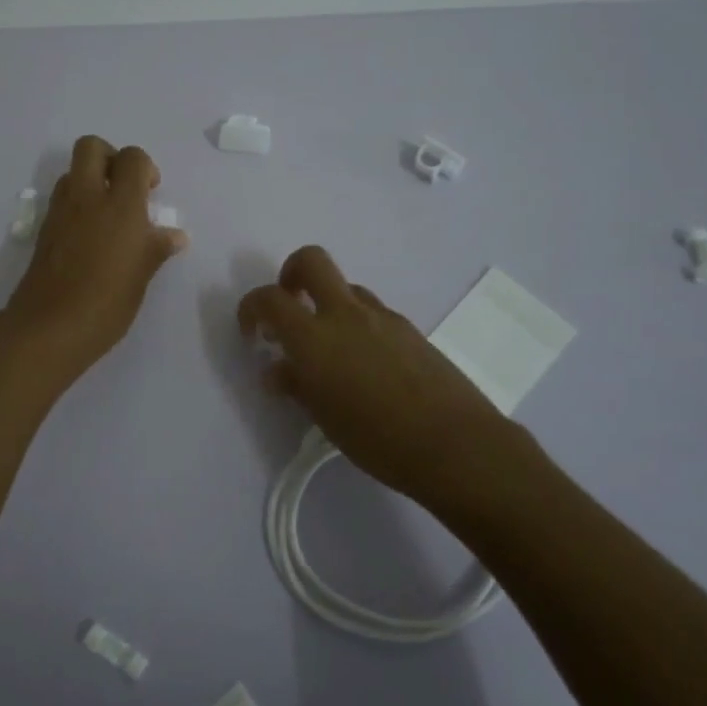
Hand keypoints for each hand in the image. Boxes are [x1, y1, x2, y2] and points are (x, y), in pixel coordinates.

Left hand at [1, 136, 187, 379]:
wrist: (50, 327)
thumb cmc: (107, 302)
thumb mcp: (142, 275)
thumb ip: (157, 247)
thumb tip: (174, 235)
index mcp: (120, 205)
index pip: (132, 158)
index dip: (144, 167)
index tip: (151, 193)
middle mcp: (87, 198)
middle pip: (91, 147)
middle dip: (110, 157)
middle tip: (125, 189)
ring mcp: (61, 212)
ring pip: (72, 172)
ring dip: (91, 180)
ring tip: (108, 215)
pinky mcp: (45, 229)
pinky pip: (62, 199)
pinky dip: (77, 203)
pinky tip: (90, 236)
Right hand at [238, 245, 509, 500]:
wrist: (454, 444)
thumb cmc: (378, 440)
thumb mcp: (325, 418)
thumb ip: (297, 385)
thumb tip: (278, 369)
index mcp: (315, 337)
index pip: (269, 299)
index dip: (251, 308)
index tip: (253, 333)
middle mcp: (346, 314)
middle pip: (311, 261)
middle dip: (291, 274)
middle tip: (290, 306)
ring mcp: (382, 317)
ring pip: (346, 289)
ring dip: (328, 305)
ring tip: (332, 351)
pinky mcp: (410, 328)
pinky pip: (373, 312)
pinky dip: (358, 325)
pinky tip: (367, 366)